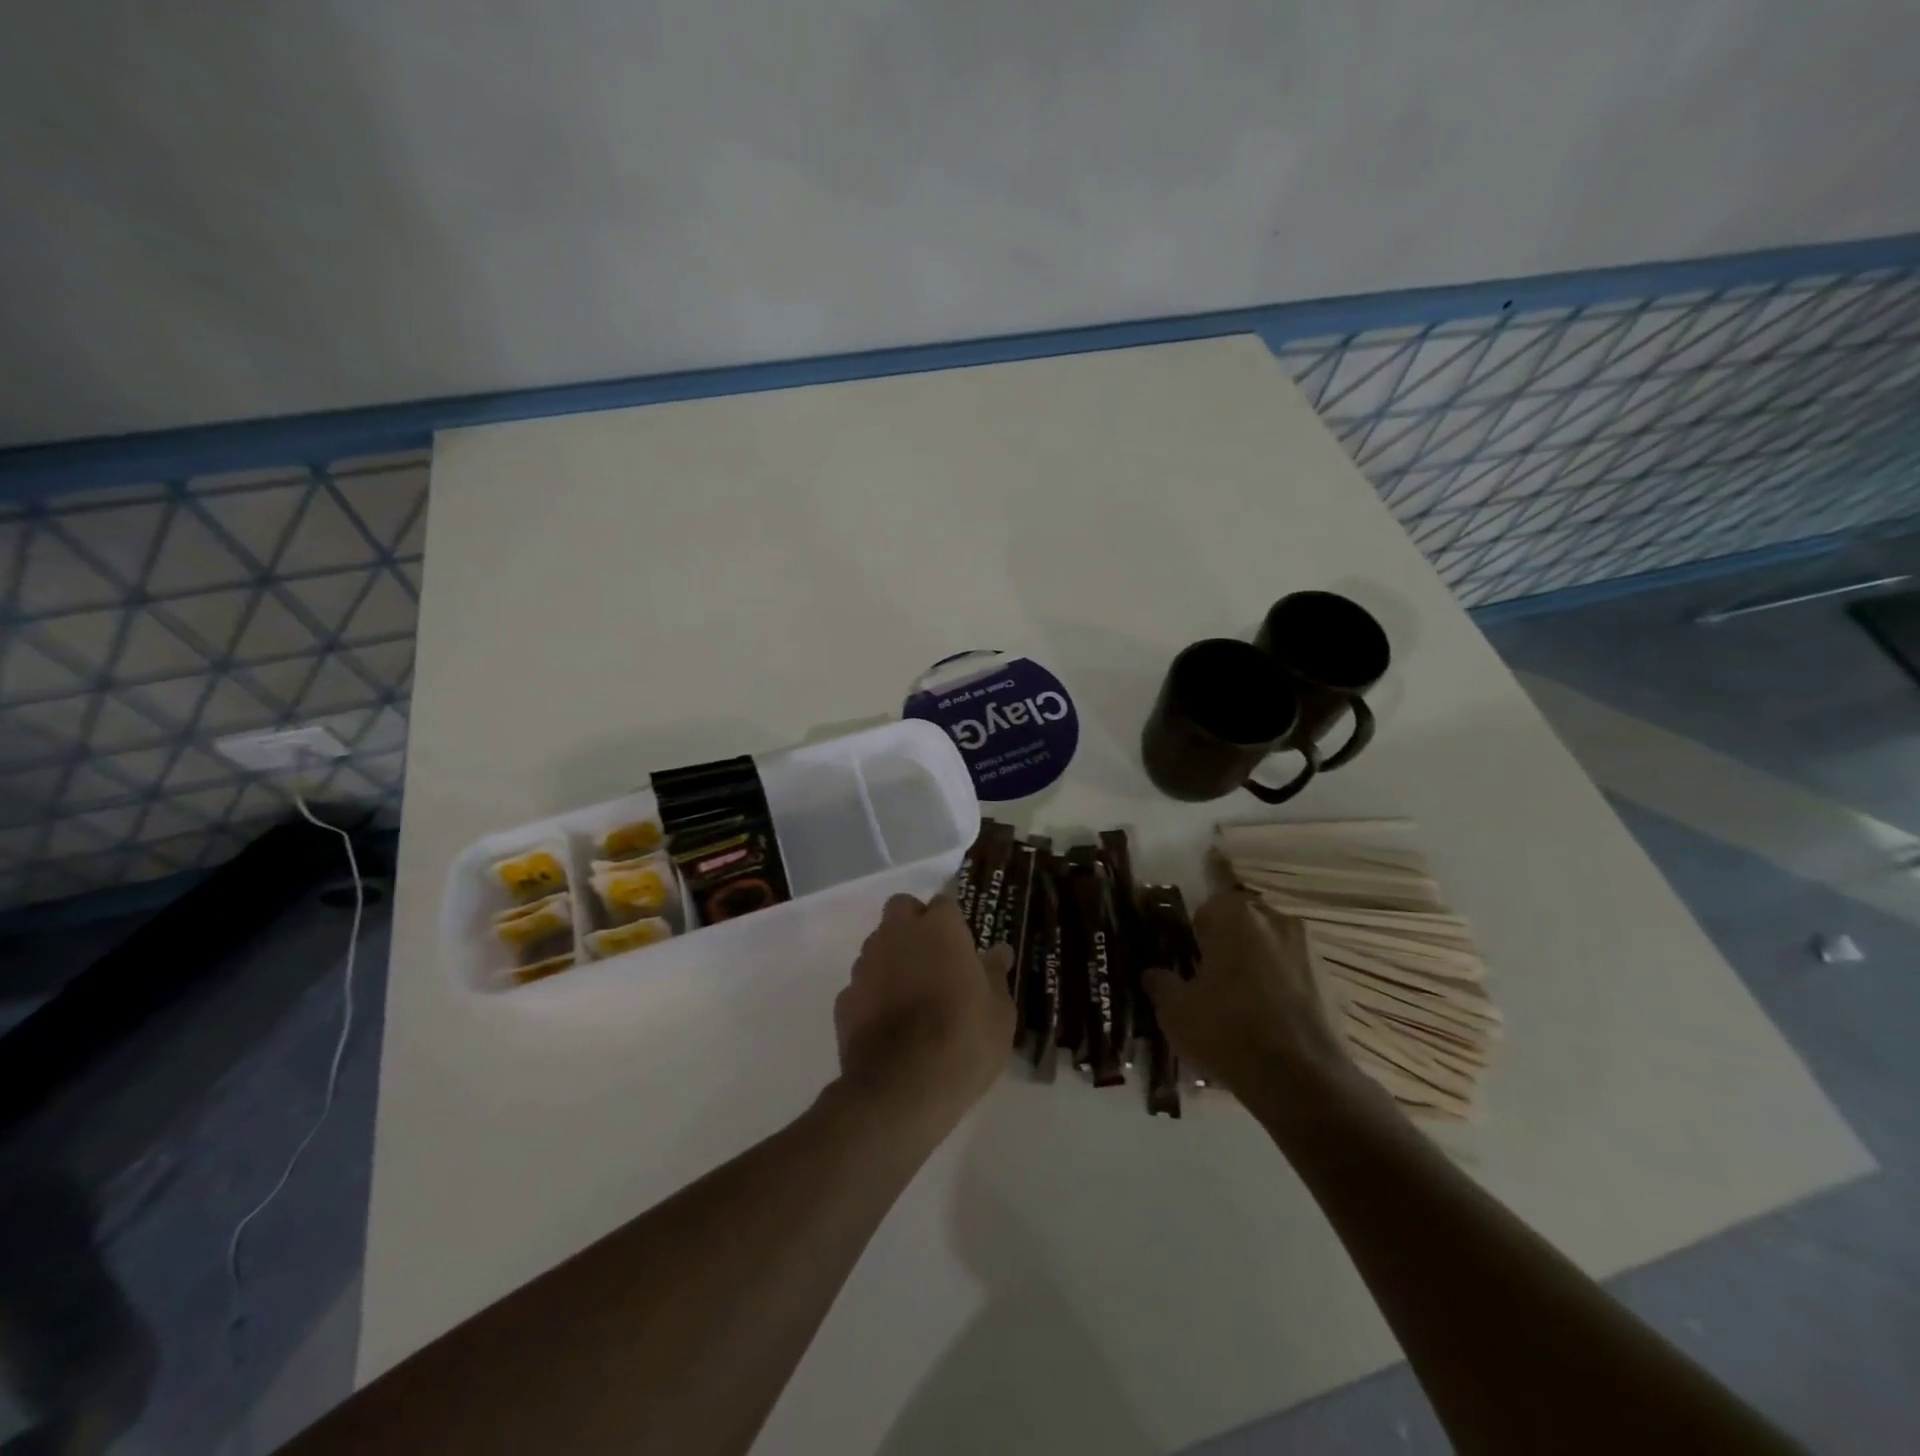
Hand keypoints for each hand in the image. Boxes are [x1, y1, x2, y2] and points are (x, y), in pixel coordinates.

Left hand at [833, 894, 1015, 1131]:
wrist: (900, 1090)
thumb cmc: (963, 1041)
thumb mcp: (999, 1013)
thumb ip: (996, 974)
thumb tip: (999, 951)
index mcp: (939, 929)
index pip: (944, 902)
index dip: (953, 922)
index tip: (963, 946)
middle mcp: (897, 935)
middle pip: (901, 909)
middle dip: (914, 923)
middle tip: (935, 958)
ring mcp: (865, 965)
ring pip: (878, 944)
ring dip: (893, 957)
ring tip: (912, 994)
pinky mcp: (845, 999)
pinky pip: (862, 983)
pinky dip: (874, 993)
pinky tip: (888, 1023)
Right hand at [1143, 890, 1355, 1100]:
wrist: (1302, 1082)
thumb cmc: (1228, 1032)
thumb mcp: (1175, 1011)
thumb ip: (1160, 984)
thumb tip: (1154, 974)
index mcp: (1235, 917)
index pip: (1208, 907)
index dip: (1196, 934)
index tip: (1191, 963)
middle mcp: (1277, 921)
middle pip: (1245, 922)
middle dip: (1230, 944)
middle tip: (1214, 981)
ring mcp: (1311, 951)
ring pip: (1274, 946)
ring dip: (1260, 964)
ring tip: (1246, 1005)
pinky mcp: (1334, 983)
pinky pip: (1298, 976)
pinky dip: (1285, 989)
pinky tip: (1274, 1024)